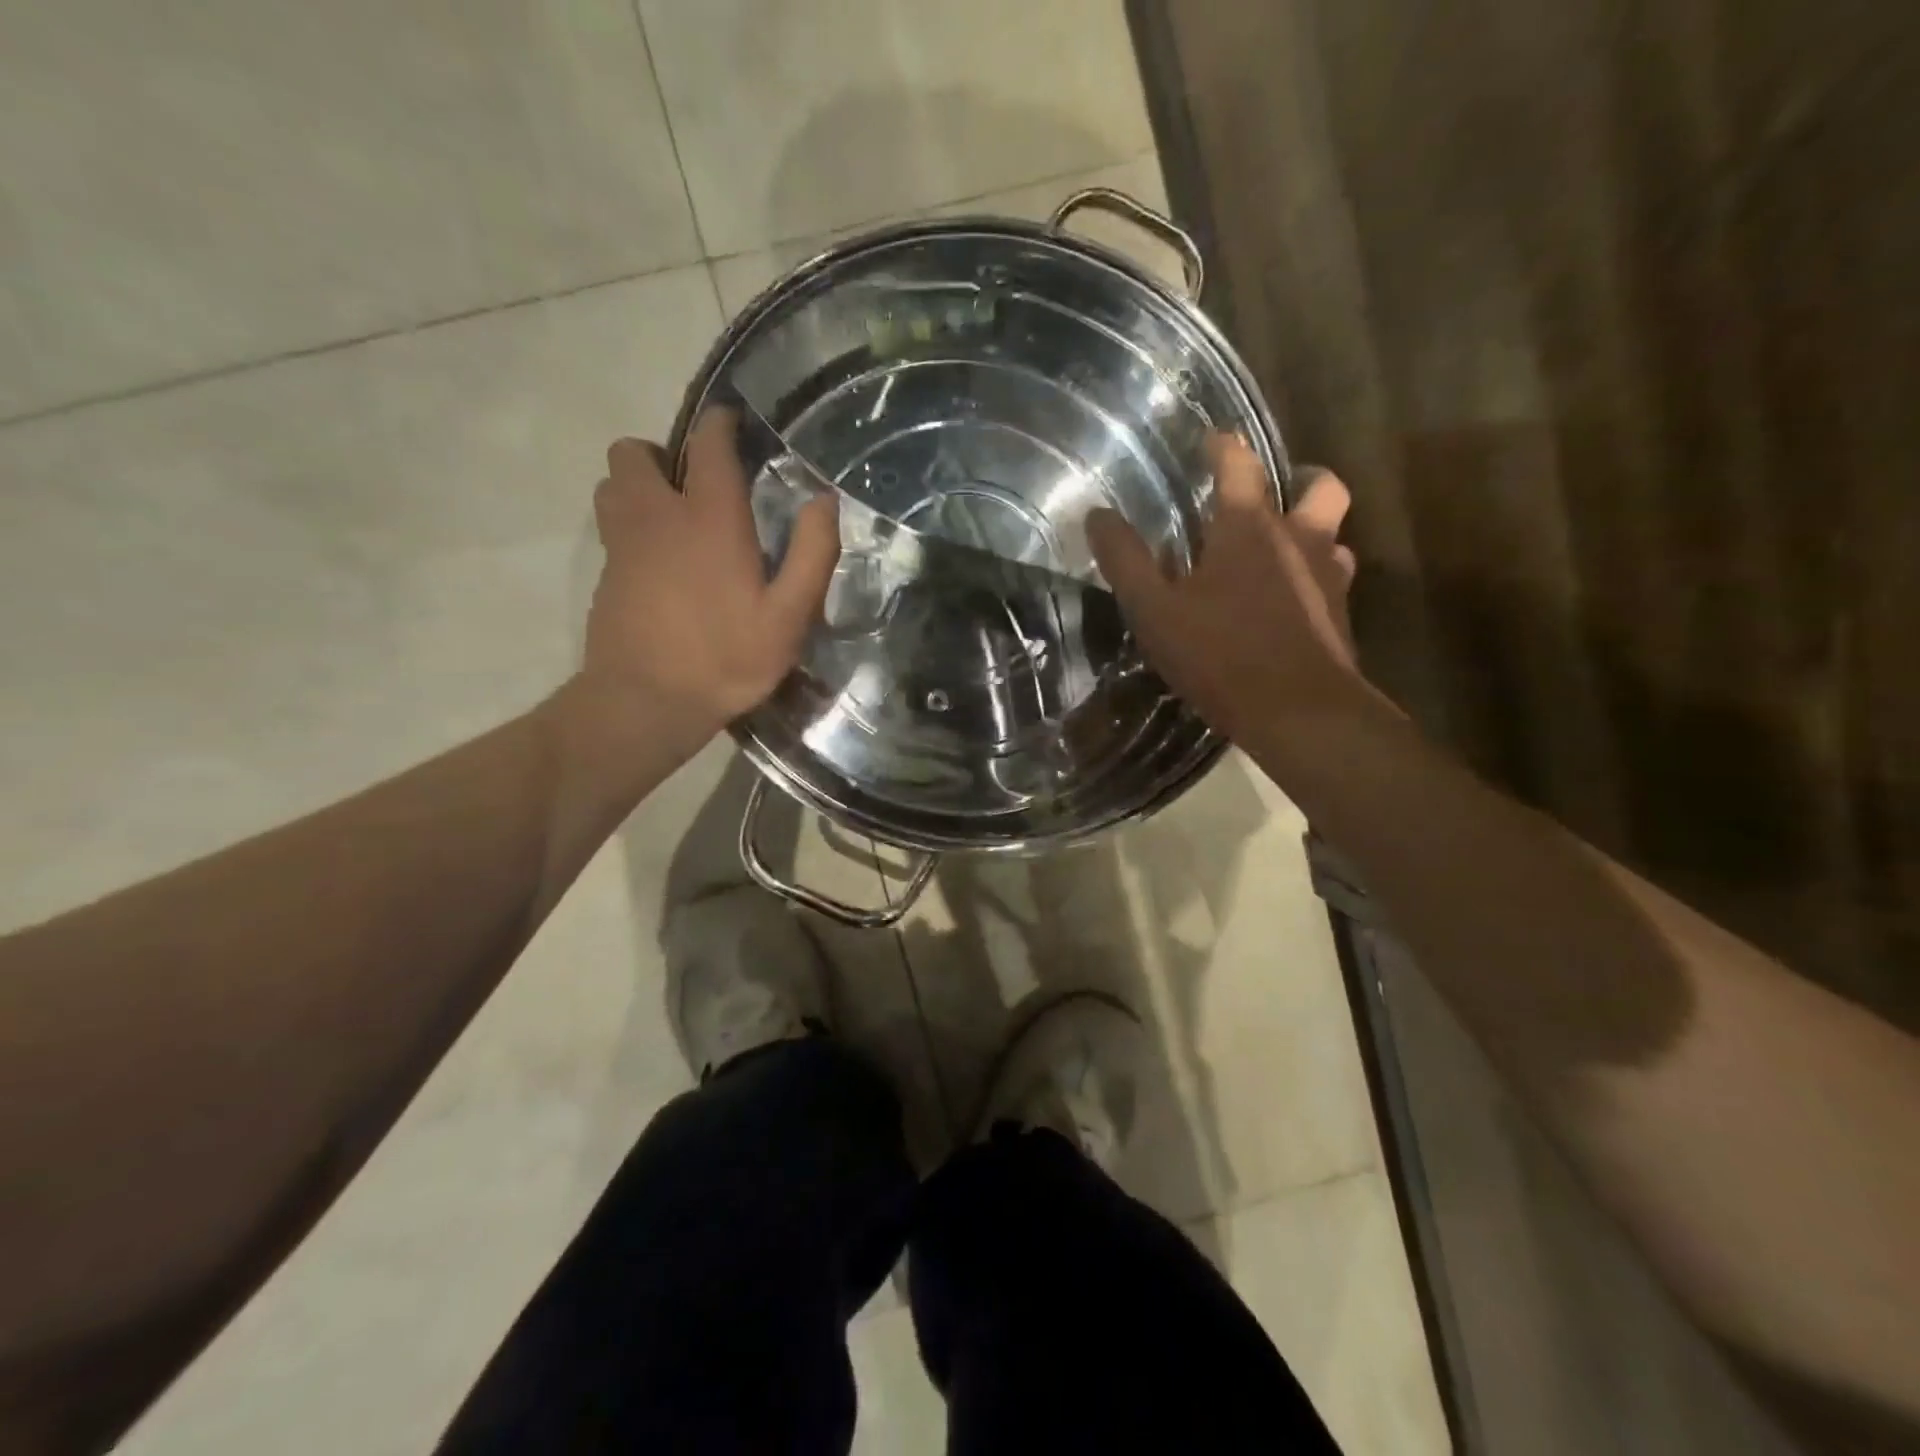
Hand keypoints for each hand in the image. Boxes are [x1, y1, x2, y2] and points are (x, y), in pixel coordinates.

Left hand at [575, 409, 839, 753]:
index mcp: (709, 518)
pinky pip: (610, 528)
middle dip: (662, 457)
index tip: (735, 426)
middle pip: (634, 453)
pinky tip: (659, 567)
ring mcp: (622, 544)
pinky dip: (630, 529)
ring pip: (612, 486)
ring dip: (638, 489)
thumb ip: (812, 554)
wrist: (647, 702)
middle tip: (695, 490)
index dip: (721, 424)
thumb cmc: (726, 658)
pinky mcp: (604, 574)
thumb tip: (824, 501)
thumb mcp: (789, 616)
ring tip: (672, 522)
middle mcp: (656, 516)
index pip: (707, 443)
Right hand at [1087, 433, 1361, 745]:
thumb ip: (1125, 560)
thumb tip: (1097, 515)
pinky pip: (1334, 580)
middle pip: (1320, 486)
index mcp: (1248, 528)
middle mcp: (1298, 539)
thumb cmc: (1220, 654)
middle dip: (1300, 478)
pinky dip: (1315, 578)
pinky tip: (1292, 602)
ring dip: (1312, 532)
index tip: (1211, 439)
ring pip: (1334, 535)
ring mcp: (1328, 577)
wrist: (1298, 712)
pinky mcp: (1341, 616)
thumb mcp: (1155, 610)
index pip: (1239, 465)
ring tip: (1283, 550)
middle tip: (1273, 493)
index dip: (1223, 446)